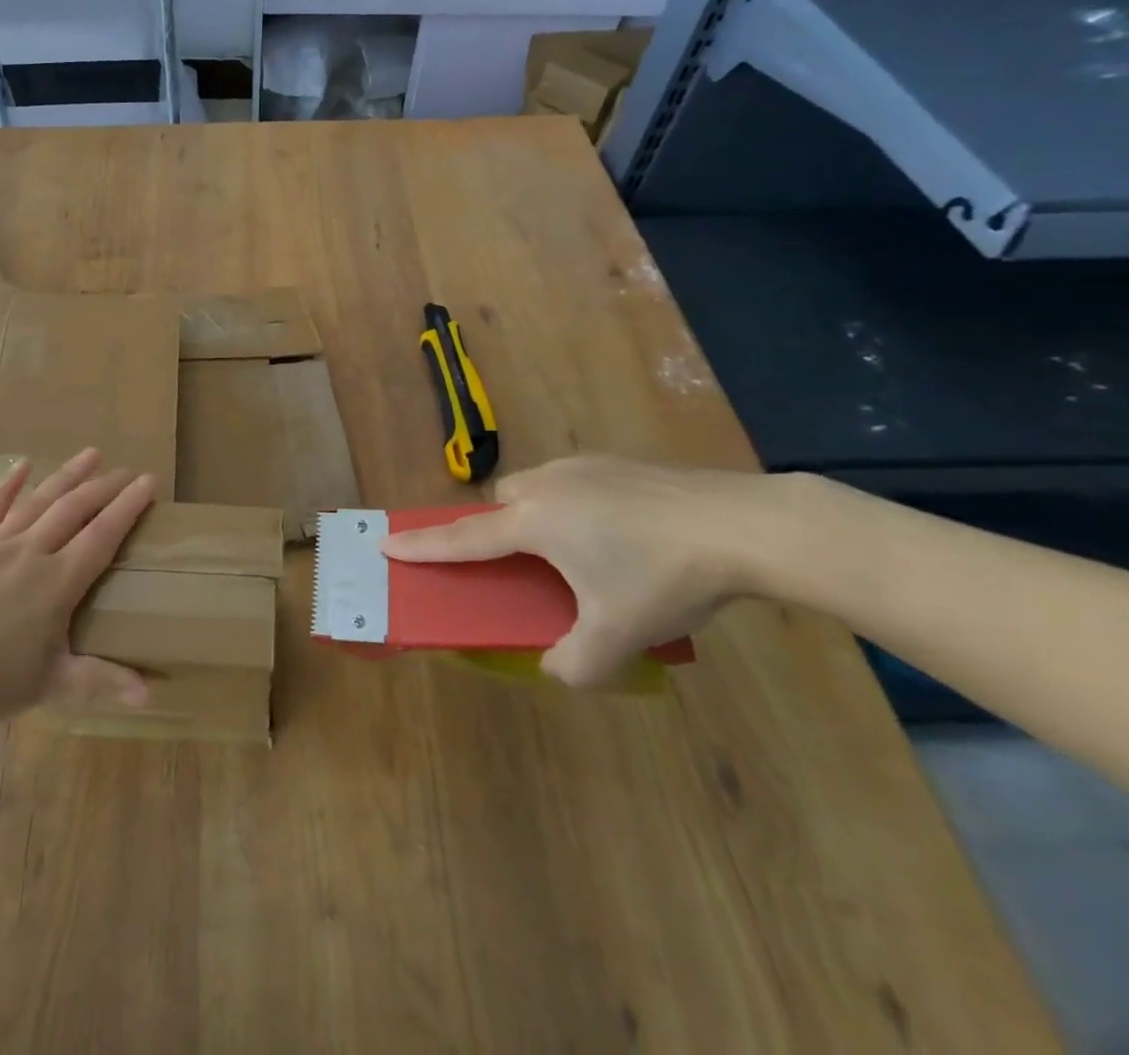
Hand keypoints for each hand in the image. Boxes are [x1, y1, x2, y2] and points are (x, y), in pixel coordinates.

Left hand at [0, 448, 155, 729]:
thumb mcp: (47, 686)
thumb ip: (100, 682)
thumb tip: (150, 696)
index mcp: (57, 583)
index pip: (102, 535)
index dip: (128, 507)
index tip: (148, 482)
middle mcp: (31, 552)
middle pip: (74, 509)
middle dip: (104, 487)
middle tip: (126, 470)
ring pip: (38, 500)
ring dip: (67, 475)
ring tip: (91, 453)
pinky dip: (8, 485)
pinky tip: (22, 465)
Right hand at [380, 455, 783, 686]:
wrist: (741, 524)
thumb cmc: (664, 577)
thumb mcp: (618, 635)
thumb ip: (576, 663)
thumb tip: (556, 667)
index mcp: (534, 523)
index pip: (463, 538)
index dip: (422, 545)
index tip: (386, 542)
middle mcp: (548, 485)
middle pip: (501, 503)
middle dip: (499, 529)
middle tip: (528, 566)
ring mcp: (584, 466)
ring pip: (537, 487)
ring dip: (539, 515)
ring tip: (584, 551)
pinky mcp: (619, 462)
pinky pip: (575, 481)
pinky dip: (577, 505)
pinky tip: (623, 532)